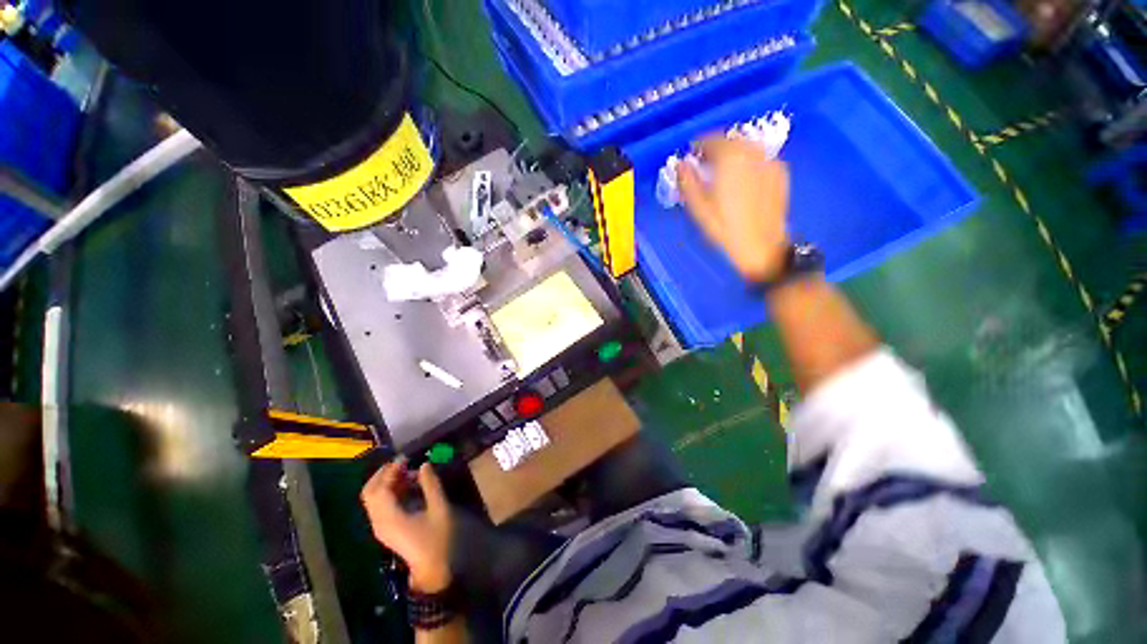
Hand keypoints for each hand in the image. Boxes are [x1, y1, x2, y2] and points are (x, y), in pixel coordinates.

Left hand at [361, 461, 452, 592]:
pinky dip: (390, 491)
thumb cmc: (438, 538)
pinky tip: (408, 486)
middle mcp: (379, 521)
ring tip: (409, 472)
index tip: (407, 457)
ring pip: (374, 498)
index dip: (391, 470)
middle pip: (370, 492)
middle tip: (403, 463)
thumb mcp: (439, 508)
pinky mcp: (387, 529)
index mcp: (389, 517)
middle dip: (383, 474)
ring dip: (387, 482)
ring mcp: (381, 526)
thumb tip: (424, 464)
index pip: (381, 488)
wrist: (434, 568)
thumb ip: (431, 484)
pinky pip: (380, 505)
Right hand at [678, 137, 790, 281]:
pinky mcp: (780, 173)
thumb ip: (687, 182)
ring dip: (732, 155)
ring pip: (746, 149)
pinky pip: (759, 160)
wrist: (762, 246)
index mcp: (730, 158)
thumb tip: (680, 164)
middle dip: (716, 149)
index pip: (711, 139)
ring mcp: (770, 162)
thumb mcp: (698, 208)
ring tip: (722, 173)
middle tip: (705, 165)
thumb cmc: (725, 228)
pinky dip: (747, 164)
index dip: (698, 146)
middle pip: (731, 141)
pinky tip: (742, 182)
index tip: (691, 155)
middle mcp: (752, 153)